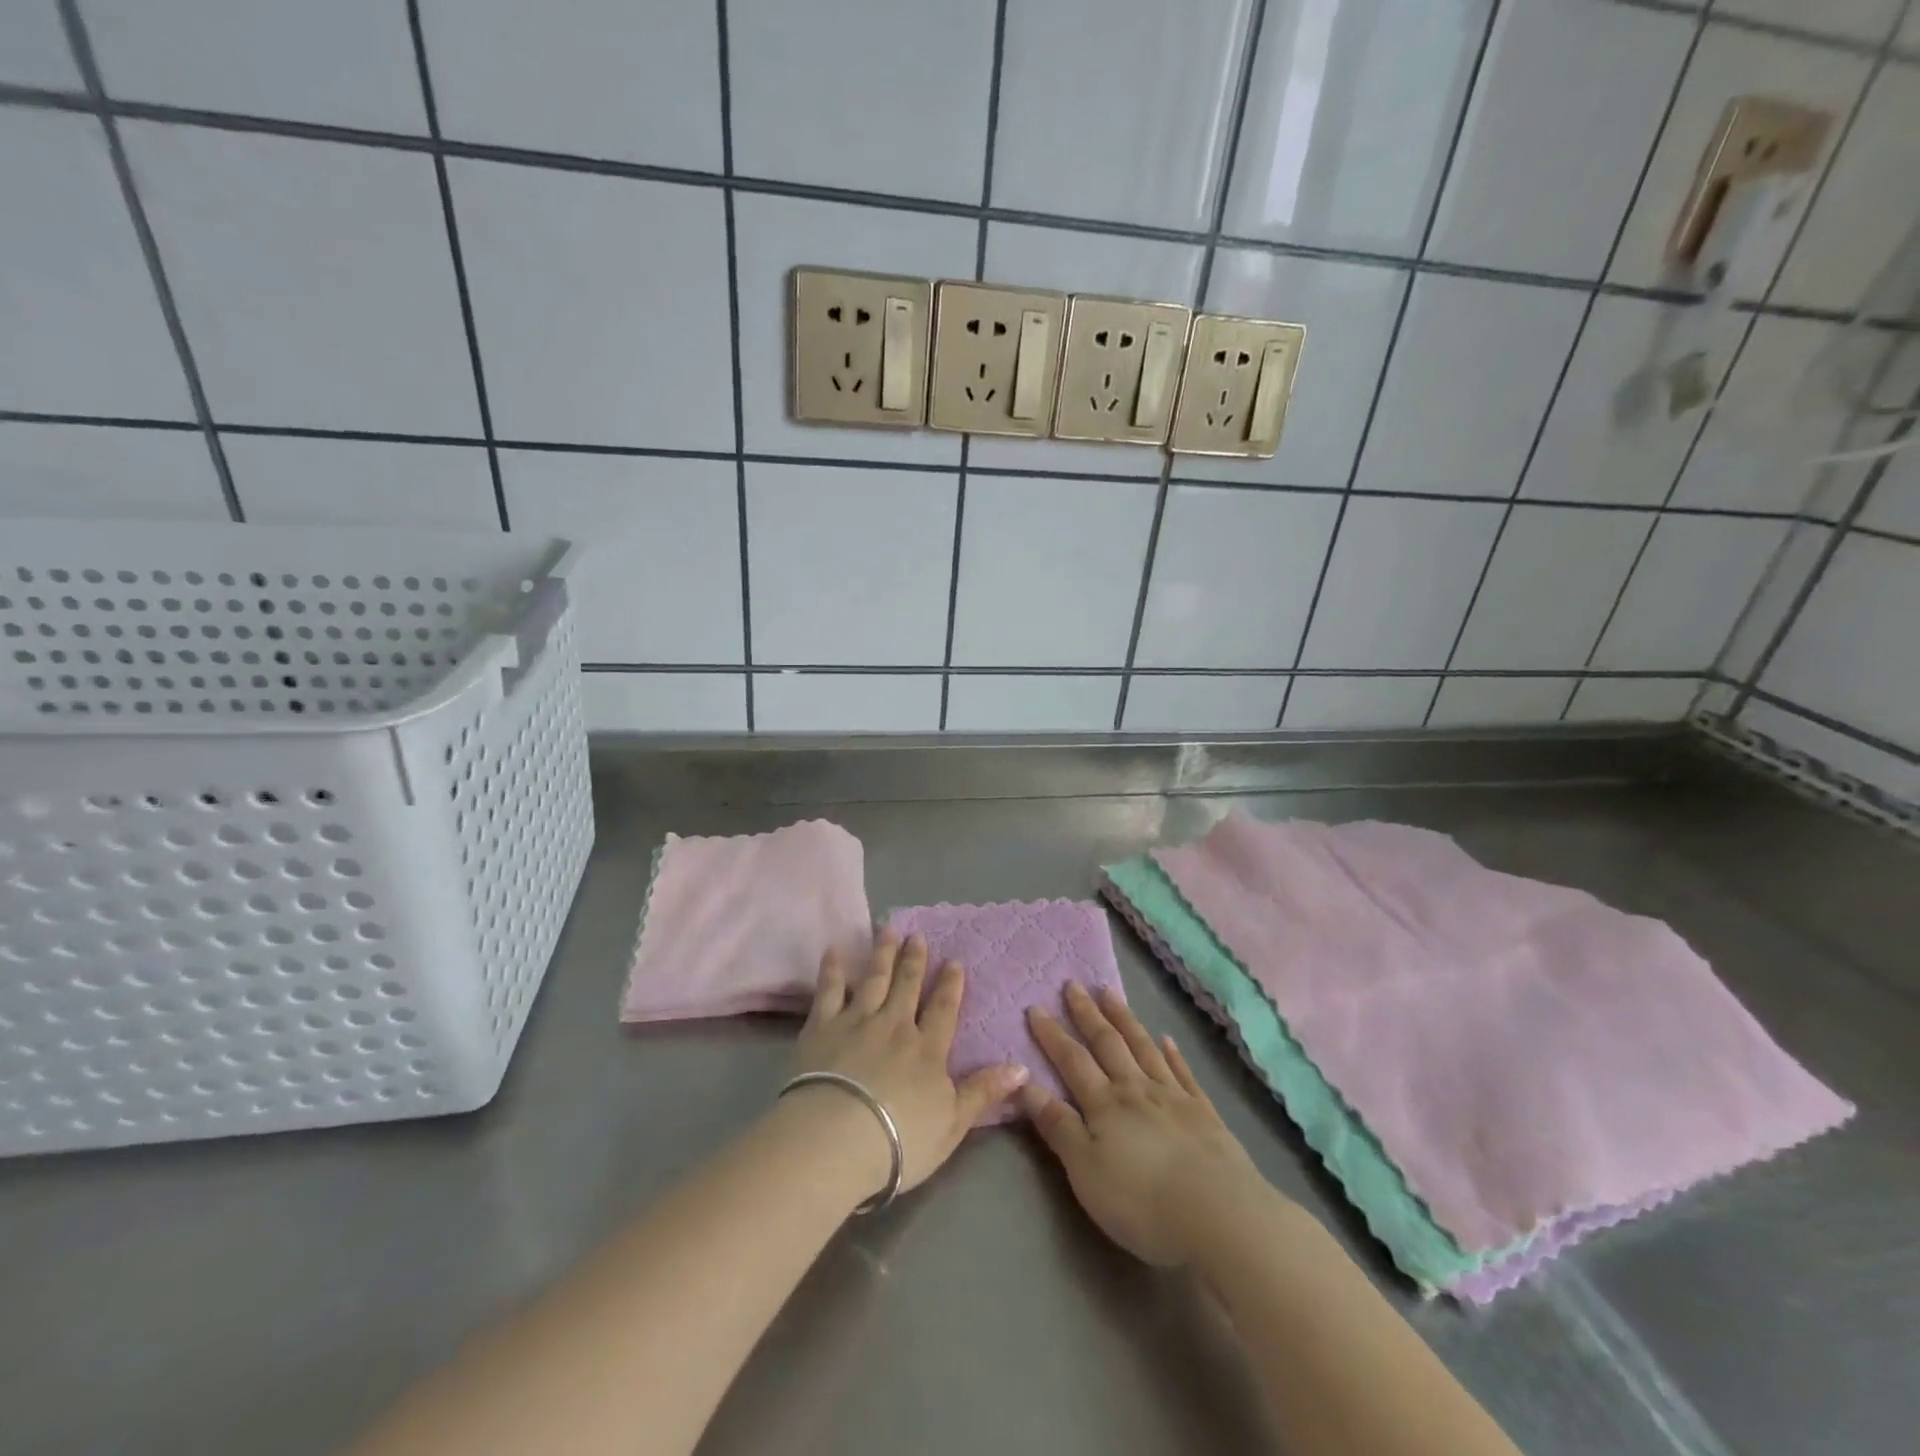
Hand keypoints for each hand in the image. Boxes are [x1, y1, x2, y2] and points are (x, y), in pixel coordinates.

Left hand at [791, 931, 1028, 1195]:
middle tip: (917, 936)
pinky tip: (833, 951)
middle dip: (914, 960)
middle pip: (907, 987)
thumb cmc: (901, 1139)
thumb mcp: (954, 1123)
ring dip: (882, 954)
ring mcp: (857, 1022)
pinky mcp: (822, 1027)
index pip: (943, 1009)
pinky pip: (829, 991)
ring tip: (888, 931)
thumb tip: (1022, 1067)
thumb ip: (984, 1091)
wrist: (838, 1139)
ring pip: (873, 979)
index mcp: (928, 1049)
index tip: (953, 961)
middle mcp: (895, 1026)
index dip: (950, 985)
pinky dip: (832, 970)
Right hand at [1022, 983, 1268, 1266]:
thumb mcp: (1086, 1170)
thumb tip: (1025, 1085)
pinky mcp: (1204, 1113)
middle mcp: (1136, 1089)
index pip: (1072, 1060)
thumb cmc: (1142, 1200)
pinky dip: (1172, 1053)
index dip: (1052, 1034)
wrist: (1219, 1215)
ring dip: (1124, 1019)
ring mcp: (1173, 1096)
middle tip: (1074, 984)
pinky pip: (1183, 1072)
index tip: (1035, 1007)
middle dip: (1087, 1014)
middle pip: (1107, 1044)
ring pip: (1143, 1047)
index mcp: (1105, 1104)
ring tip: (1110, 993)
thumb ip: (1057, 1126)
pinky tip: (1167, 1039)